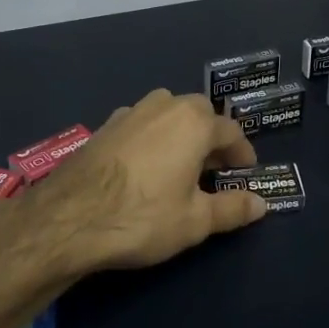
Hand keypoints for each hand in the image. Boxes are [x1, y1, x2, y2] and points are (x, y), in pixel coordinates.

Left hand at [32, 89, 265, 273]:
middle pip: (199, 114)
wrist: (67, 218)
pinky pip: (141, 125)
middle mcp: (164, 106)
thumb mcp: (195, 221)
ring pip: (167, 114)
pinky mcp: (104, 127)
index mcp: (194, 122)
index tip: (246, 173)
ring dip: (181, 133)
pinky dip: (153, 138)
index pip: (231, 131)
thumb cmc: (142, 216)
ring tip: (182, 165)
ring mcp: (129, 113)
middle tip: (216, 169)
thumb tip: (261, 204)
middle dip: (212, 138)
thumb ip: (232, 208)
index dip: (243, 153)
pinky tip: (146, 167)